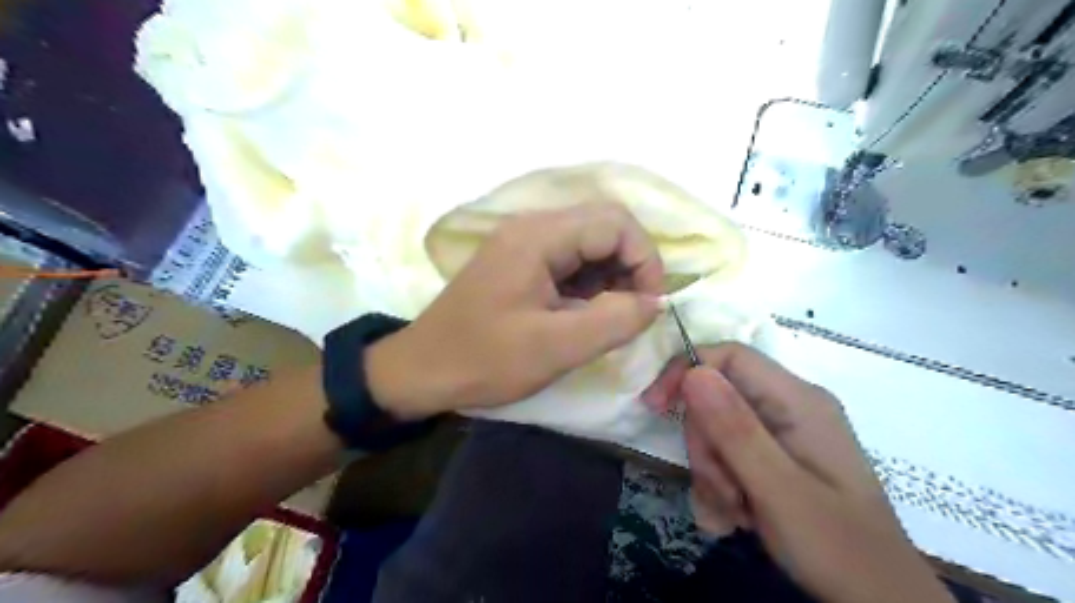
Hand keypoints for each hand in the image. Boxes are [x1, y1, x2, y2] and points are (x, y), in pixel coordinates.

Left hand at [365, 203, 664, 419]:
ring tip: (607, 318)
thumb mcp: (554, 347)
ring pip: (589, 244)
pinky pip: (569, 261)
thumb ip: (614, 321)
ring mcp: (523, 243)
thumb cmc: (483, 359)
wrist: (421, 370)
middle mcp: (532, 227)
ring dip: (610, 277)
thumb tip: (655, 302)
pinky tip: (583, 314)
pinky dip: (589, 284)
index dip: (645, 259)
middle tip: (631, 312)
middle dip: (630, 267)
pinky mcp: (519, 262)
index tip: (649, 304)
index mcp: (538, 236)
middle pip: (604, 226)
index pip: (615, 222)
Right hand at [641, 343, 951, 602]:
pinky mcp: (775, 455)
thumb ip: (735, 429)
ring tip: (734, 512)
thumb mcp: (779, 489)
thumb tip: (693, 371)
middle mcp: (788, 406)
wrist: (877, 599)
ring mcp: (782, 431)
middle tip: (722, 490)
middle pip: (716, 398)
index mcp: (797, 400)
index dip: (686, 372)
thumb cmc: (836, 545)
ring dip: (712, 472)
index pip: (729, 356)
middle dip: (706, 444)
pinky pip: (728, 453)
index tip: (655, 407)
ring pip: (716, 429)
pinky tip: (734, 517)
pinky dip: (721, 484)